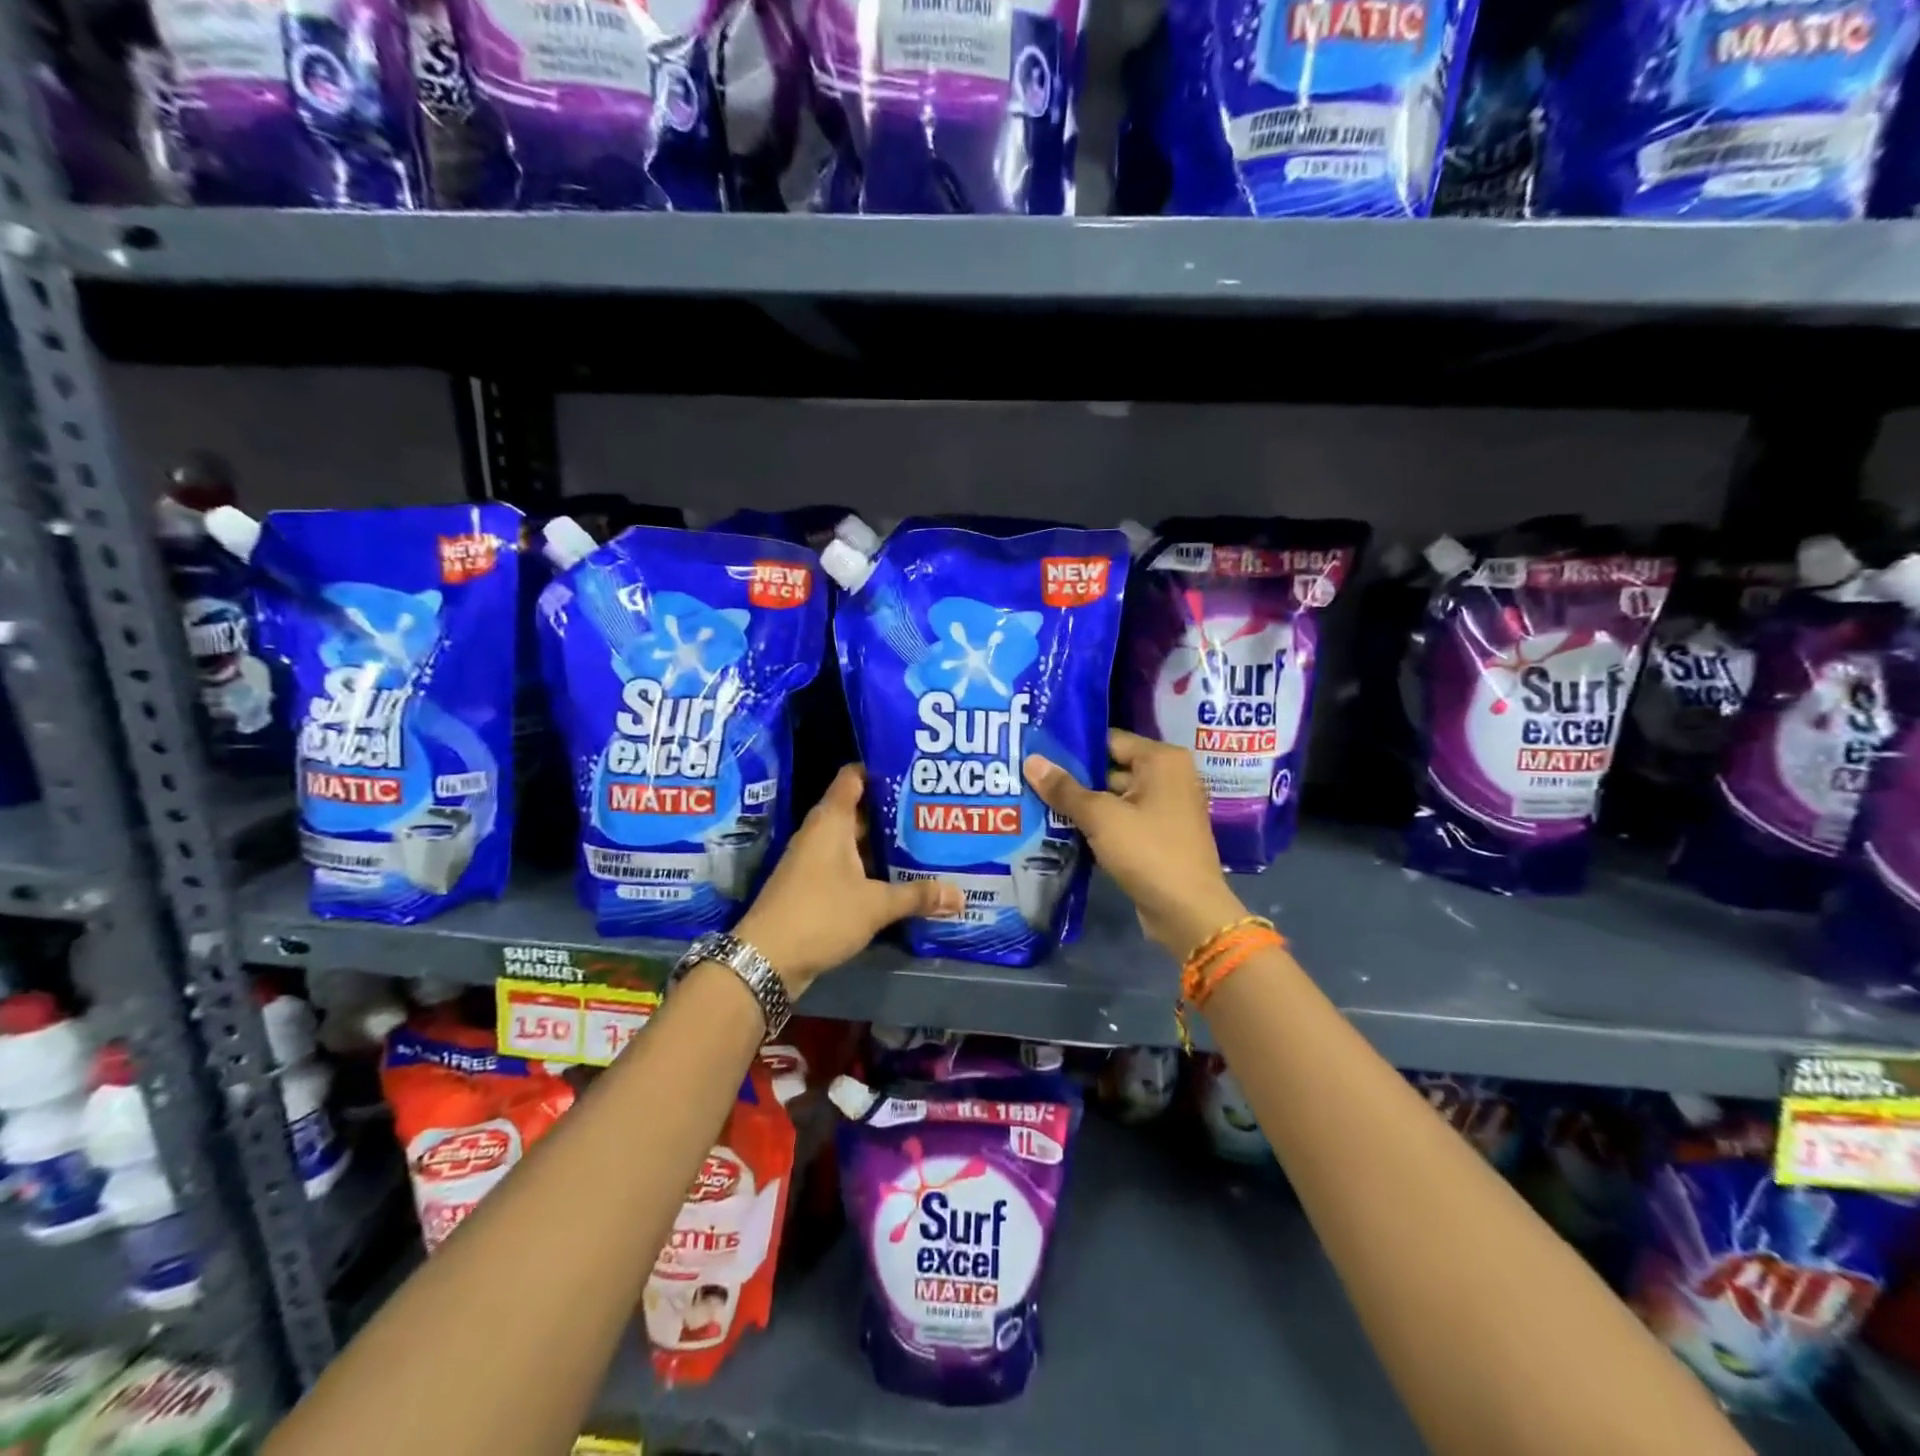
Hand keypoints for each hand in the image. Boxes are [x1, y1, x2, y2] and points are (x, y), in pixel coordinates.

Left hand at [735, 764, 962, 996]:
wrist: (767, 959)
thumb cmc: (821, 915)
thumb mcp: (875, 905)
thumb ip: (917, 896)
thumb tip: (960, 895)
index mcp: (832, 821)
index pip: (854, 776)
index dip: (882, 768)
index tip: (915, 770)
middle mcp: (821, 833)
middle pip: (860, 809)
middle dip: (894, 810)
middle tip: (933, 809)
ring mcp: (815, 860)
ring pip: (855, 840)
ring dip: (884, 843)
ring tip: (926, 840)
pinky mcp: (814, 885)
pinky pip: (848, 865)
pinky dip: (872, 867)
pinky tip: (901, 877)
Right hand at [1023, 729, 1246, 959]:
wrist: (1187, 912)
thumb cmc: (1148, 851)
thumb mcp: (1100, 817)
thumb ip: (1064, 789)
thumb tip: (1031, 761)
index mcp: (1162, 760)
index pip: (1109, 740)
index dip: (1073, 747)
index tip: (1037, 752)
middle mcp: (1168, 777)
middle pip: (1110, 768)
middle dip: (1073, 778)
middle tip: (1029, 780)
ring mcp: (1165, 809)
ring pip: (1113, 798)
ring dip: (1082, 805)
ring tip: (1036, 803)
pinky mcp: (1158, 837)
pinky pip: (1121, 821)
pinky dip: (1097, 825)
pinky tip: (1060, 829)